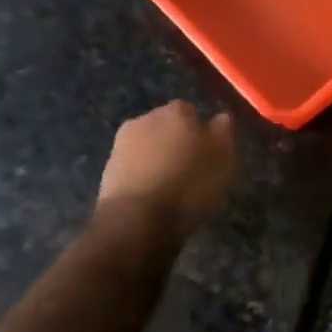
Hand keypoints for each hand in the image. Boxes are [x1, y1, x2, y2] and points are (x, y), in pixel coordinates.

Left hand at [98, 100, 237, 242]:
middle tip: (190, 170)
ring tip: (170, 189)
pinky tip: (152, 198)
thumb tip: (220, 118)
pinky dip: (142, 178)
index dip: (199, 133)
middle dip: (175, 143)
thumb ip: (223, 133)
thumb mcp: (223, 159)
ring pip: (147, 147)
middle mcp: (146, 119)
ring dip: (156, 160)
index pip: (191, 113)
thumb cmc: (189, 185)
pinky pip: (132, 169)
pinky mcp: (107, 170)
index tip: (207, 155)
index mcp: (176, 111)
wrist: (137, 220)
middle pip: (166, 127)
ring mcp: (122, 144)